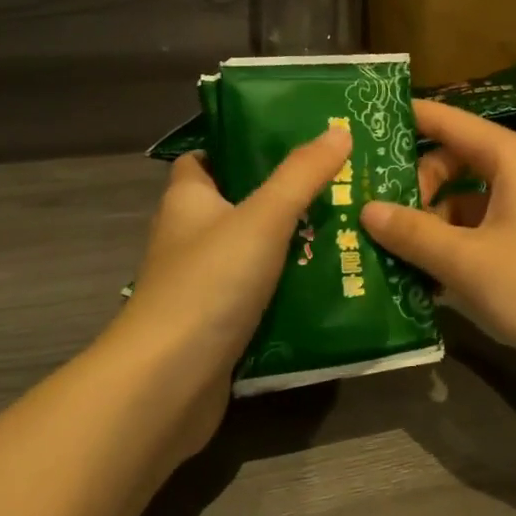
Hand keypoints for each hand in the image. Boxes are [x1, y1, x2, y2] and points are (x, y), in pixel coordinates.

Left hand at [113, 126, 349, 459]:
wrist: (167, 385)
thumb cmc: (209, 284)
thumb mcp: (263, 217)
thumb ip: (301, 175)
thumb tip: (339, 130)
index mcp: (188, 202)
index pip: (205, 159)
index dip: (239, 145)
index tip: (290, 140)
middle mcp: (190, 239)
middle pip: (239, 204)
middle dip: (284, 195)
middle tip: (338, 184)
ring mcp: (202, 285)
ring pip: (253, 252)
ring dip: (293, 244)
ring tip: (348, 228)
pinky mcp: (218, 325)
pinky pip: (260, 294)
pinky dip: (289, 288)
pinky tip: (331, 282)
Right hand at [360, 100, 515, 388]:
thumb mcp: (466, 261)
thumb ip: (413, 232)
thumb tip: (366, 209)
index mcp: (513, 157)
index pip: (450, 121)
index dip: (409, 117)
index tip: (365, 121)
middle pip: (456, 159)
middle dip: (417, 184)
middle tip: (376, 213)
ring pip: (468, 197)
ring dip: (432, 220)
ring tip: (389, 247)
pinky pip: (484, 225)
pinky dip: (456, 242)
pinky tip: (425, 273)